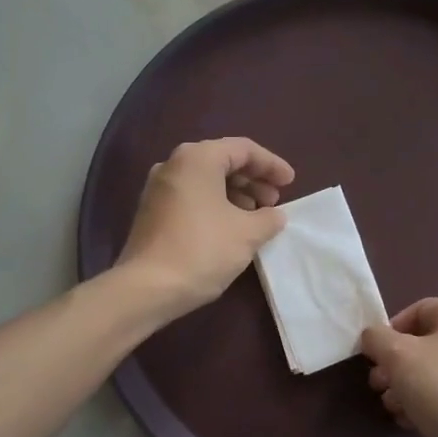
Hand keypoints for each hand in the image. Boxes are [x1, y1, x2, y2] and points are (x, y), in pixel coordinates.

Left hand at [116, 138, 294, 318]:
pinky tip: (230, 228)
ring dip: (235, 194)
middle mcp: (174, 164)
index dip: (271, 165)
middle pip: (222, 162)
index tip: (290, 183)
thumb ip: (268, 218)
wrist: (147, 288)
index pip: (243, 149)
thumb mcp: (247, 234)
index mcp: (197, 158)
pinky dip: (215, 205)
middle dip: (253, 180)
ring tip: (256, 217)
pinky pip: (191, 197)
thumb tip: (275, 215)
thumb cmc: (202, 250)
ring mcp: (158, 188)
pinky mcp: (152, 212)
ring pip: (206, 181)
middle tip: (274, 201)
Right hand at [361, 299, 437, 436]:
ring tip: (393, 409)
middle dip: (396, 365)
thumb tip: (373, 337)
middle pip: (426, 343)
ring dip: (408, 387)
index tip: (374, 357)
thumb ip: (376, 338)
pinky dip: (431, 403)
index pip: (418, 310)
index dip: (389, 331)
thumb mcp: (397, 356)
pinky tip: (413, 422)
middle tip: (378, 386)